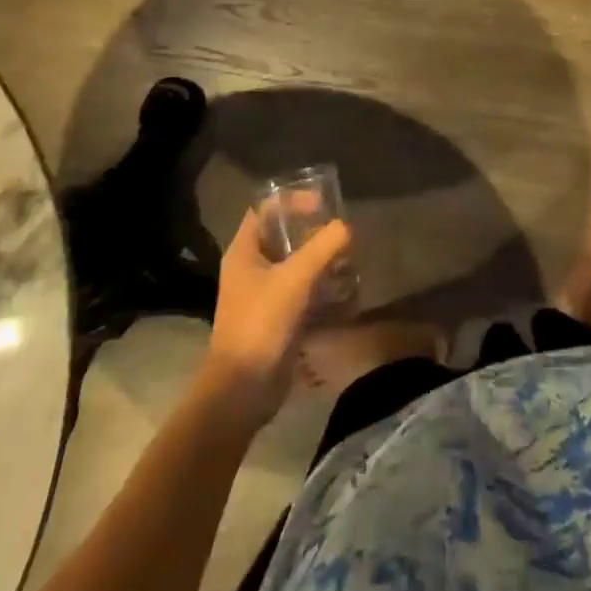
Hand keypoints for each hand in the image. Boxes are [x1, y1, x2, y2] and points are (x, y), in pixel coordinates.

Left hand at [202, 210, 352, 425]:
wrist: (243, 389)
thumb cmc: (261, 323)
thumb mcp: (295, 278)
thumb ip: (323, 247)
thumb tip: (346, 227)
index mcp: (243, 252)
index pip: (264, 210)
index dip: (291, 200)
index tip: (322, 203)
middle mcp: (250, 268)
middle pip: (281, 235)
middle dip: (311, 229)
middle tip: (340, 230)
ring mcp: (262, 294)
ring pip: (293, 263)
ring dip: (319, 257)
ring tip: (347, 256)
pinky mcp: (276, 317)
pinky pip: (300, 289)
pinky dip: (319, 284)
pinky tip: (343, 287)